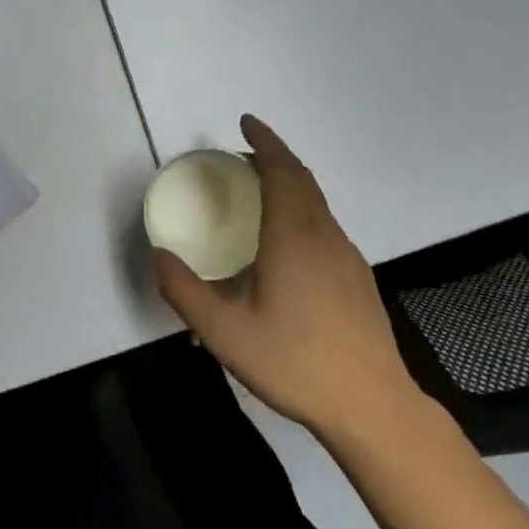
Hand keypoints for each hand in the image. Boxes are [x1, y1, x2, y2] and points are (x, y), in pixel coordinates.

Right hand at [151, 115, 417, 437]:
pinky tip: (284, 247)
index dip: (264, 142)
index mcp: (294, 237)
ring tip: (259, 195)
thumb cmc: (294, 362)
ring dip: (289, 185)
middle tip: (243, 157)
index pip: (281, 171)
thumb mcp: (224, 332)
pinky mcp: (357, 278)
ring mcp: (347, 256)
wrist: (371, 405)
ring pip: (317, 204)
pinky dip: (301, 212)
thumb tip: (158, 256)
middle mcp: (325, 236)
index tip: (246, 122)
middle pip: (302, 180)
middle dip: (274, 158)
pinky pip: (325, 227)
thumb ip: (185, 292)